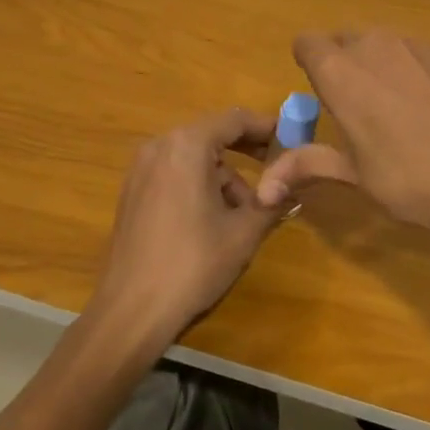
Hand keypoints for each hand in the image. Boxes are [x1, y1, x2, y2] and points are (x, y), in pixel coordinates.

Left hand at [90, 108, 281, 346]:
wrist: (132, 309)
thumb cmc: (193, 263)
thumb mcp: (244, 232)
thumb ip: (273, 199)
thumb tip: (297, 183)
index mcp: (187, 146)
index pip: (234, 119)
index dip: (266, 126)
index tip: (292, 137)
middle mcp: (159, 146)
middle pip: (212, 135)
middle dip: (246, 151)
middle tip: (277, 169)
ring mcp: (140, 169)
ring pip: (193, 157)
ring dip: (223, 175)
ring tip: (245, 212)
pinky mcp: (132, 192)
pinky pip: (174, 173)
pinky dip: (199, 184)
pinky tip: (214, 220)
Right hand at [257, 30, 429, 330]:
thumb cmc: (413, 180)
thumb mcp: (356, 176)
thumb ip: (307, 166)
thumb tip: (263, 191)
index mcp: (341, 72)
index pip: (306, 43)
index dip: (308, 64)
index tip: (320, 95)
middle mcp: (374, 45)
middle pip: (343, 40)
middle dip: (341, 66)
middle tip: (355, 109)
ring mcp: (416, 45)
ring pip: (380, 43)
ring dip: (375, 65)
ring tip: (393, 109)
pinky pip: (413, 51)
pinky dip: (409, 69)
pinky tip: (429, 107)